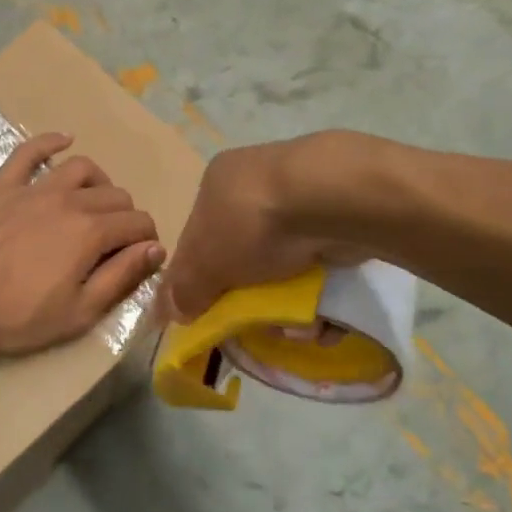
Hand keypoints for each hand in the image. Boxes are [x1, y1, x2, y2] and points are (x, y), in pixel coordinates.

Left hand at [0, 133, 163, 355]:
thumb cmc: (15, 314)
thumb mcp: (78, 312)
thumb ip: (121, 277)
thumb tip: (155, 249)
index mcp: (91, 232)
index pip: (138, 223)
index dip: (148, 240)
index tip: (141, 258)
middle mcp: (70, 200)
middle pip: (116, 195)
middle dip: (126, 217)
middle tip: (115, 243)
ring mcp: (34, 187)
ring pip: (82, 168)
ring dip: (99, 183)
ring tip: (95, 203)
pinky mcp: (3, 185)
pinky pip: (30, 151)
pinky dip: (50, 142)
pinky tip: (63, 140)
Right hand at [160, 133, 369, 321]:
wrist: (332, 200)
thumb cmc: (252, 224)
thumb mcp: (204, 263)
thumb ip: (184, 289)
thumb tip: (170, 311)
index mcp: (219, 182)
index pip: (199, 235)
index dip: (201, 276)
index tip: (211, 312)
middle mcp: (258, 183)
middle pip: (244, 256)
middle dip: (251, 298)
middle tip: (259, 324)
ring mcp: (304, 199)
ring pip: (286, 267)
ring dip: (289, 307)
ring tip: (299, 329)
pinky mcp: (341, 220)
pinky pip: (323, 269)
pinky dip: (321, 298)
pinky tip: (324, 320)